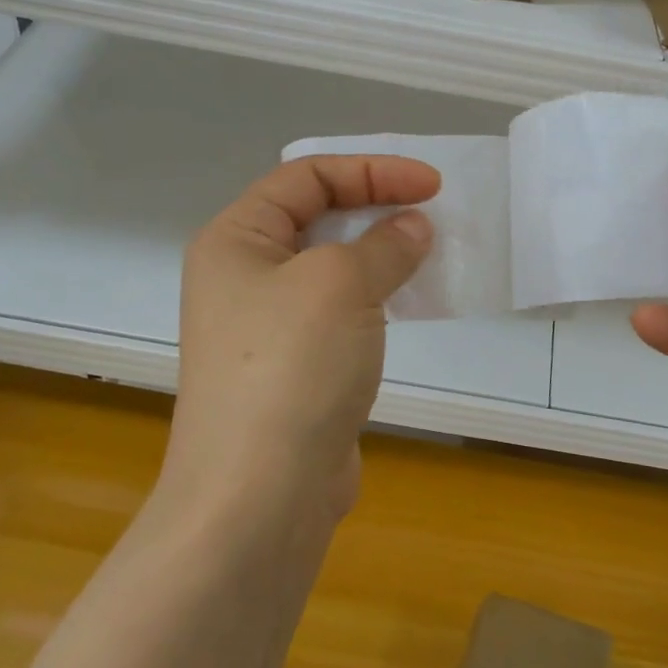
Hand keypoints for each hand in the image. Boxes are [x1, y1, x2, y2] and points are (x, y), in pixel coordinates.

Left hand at [162, 155, 437, 521]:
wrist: (259, 496)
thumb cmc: (291, 366)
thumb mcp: (340, 284)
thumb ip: (384, 245)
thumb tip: (413, 228)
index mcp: (236, 240)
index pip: (306, 176)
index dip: (371, 171)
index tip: (430, 186)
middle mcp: (244, 275)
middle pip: (317, 217)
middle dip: (376, 208)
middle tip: (432, 215)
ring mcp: (268, 325)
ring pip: (332, 267)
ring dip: (381, 254)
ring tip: (429, 255)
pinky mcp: (296, 366)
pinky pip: (340, 311)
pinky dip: (376, 298)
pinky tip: (410, 304)